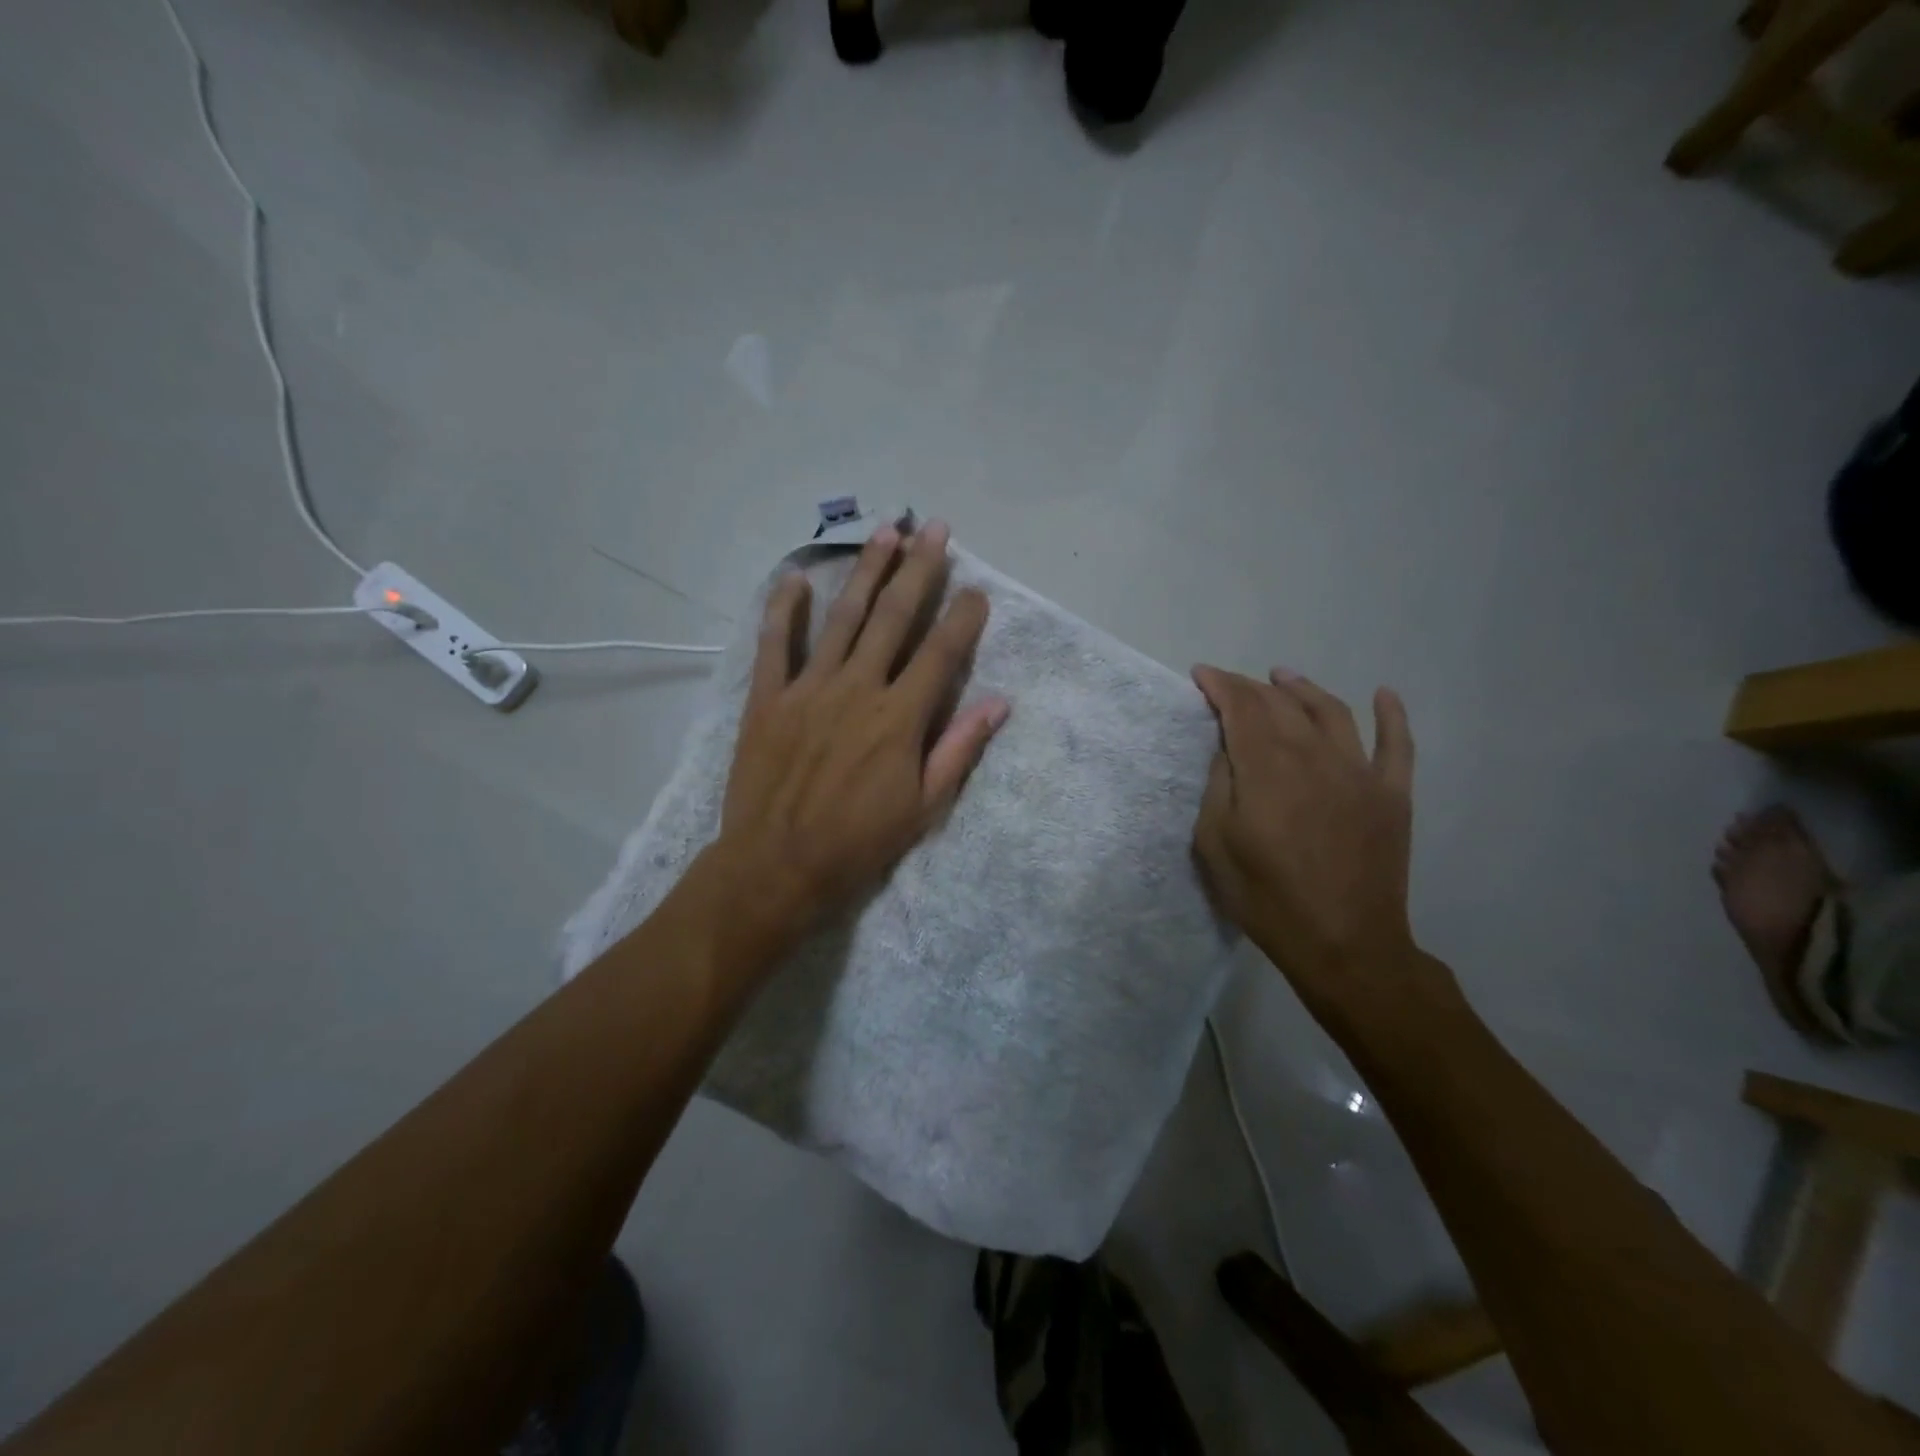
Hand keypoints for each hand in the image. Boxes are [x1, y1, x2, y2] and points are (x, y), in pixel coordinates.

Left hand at [714, 520, 1009, 939]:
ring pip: (843, 618)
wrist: (777, 864)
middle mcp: (858, 688)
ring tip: (883, 531)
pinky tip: (795, 577)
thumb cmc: (859, 842)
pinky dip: (784, 609)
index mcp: (900, 717)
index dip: (963, 617)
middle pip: (894, 617)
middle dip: (918, 569)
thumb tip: (999, 703)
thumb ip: (959, 749)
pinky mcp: (768, 698)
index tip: (977, 589)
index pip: (941, 653)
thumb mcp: (923, 807)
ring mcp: (809, 688)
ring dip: (866, 572)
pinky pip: (775, 645)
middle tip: (932, 527)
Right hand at [1191, 665, 1419, 1017]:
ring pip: (1331, 712)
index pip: (1242, 707)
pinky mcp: (1392, 795)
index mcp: (1268, 768)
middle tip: (1230, 685)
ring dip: (1303, 689)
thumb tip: (1229, 749)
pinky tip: (1384, 694)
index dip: (1220, 685)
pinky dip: (1392, 715)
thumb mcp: (1215, 843)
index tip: (1201, 674)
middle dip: (1251, 687)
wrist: (1344, 946)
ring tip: (1284, 676)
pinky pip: (1397, 744)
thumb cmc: (1266, 898)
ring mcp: (1360, 773)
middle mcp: (1315, 756)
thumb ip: (1219, 785)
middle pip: (1281, 704)